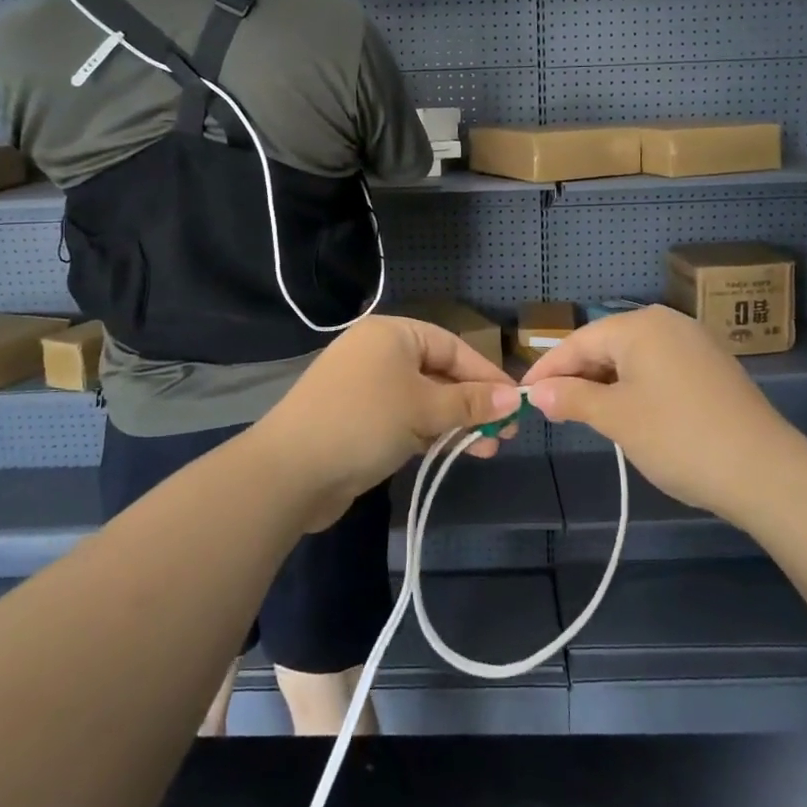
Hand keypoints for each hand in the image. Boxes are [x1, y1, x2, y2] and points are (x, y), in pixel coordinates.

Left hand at [255, 317, 516, 529]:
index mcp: (392, 334)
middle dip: (473, 403)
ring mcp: (366, 388)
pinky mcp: (359, 420)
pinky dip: (429, 432)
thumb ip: (470, 403)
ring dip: (454, 422)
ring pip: (424, 399)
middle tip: (504, 433)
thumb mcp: (424, 409)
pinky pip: (405, 418)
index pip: (452, 347)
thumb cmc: (364, 422)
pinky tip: (451, 450)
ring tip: (486, 449)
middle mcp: (378, 354)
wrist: (290, 471)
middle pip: (439, 373)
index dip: (486, 375)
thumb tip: (514, 398)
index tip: (516, 403)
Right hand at [521, 306, 791, 519]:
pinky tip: (627, 413)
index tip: (523, 394)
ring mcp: (694, 343)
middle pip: (606, 345)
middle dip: (577, 376)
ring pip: (633, 358)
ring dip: (604, 384)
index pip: (579, 341)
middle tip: (551, 409)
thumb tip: (538, 392)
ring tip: (582, 414)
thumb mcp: (616, 418)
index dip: (548, 369)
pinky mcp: (711, 367)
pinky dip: (634, 387)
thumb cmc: (678, 437)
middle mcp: (668, 323)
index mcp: (641, 326)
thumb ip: (572, 399)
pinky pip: (658, 368)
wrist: (764, 471)